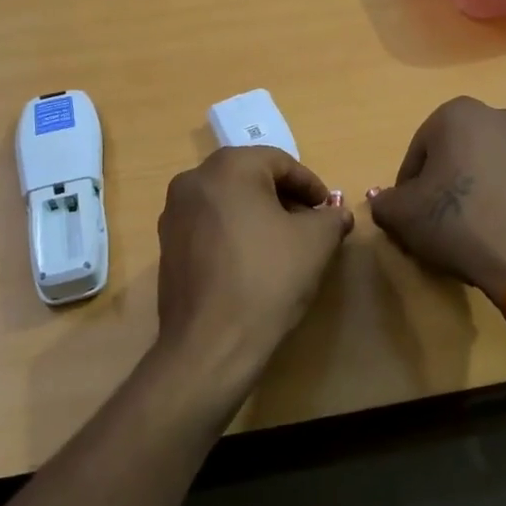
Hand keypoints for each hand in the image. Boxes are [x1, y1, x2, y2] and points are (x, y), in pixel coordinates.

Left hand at [153, 147, 352, 402]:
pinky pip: (209, 225)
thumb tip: (337, 214)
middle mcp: (194, 180)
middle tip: (310, 225)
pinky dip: (234, 232)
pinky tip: (253, 262)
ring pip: (228, 201)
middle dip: (284, 198)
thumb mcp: (316, 243)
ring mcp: (174, 213)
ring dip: (258, 215)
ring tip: (284, 245)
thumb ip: (331, 218)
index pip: (280, 162)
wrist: (211, 342)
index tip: (328, 211)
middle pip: (250, 178)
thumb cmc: (268, 278)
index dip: (310, 185)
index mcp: (228, 167)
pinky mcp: (167, 245)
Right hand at [368, 97, 505, 307]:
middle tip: (434, 222)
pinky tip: (495, 231)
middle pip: (454, 154)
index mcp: (457, 114)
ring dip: (472, 190)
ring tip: (467, 230)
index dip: (408, 187)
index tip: (409, 216)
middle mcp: (498, 116)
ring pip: (485, 166)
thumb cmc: (457, 221)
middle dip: (442, 184)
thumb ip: (384, 202)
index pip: (418, 152)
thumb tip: (382, 200)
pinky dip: (500, 199)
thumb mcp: (402, 215)